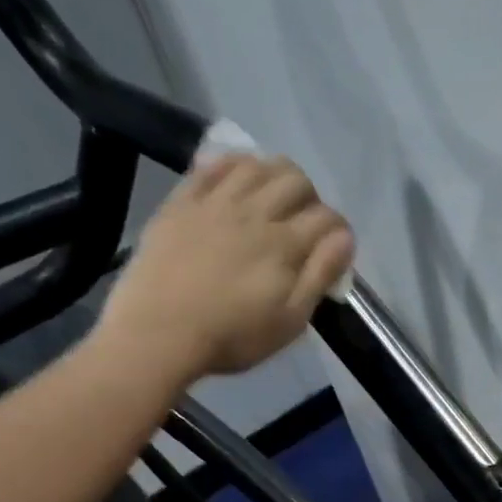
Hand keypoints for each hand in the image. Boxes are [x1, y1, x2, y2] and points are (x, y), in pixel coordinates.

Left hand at [98, 154, 354, 386]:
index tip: (334, 251)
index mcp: (285, 245)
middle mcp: (254, 212)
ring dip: (273, 176)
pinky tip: (236, 183)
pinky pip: (212, 166)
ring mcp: (214, 202)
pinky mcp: (181, 202)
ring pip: (256, 165)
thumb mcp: (290, 320)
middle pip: (295, 180)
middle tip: (303, 224)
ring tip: (271, 202)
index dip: (339, 232)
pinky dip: (232, 166)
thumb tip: (344, 238)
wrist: (157, 333)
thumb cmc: (232, 337)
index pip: (328, 218)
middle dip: (310, 198)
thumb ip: (320, 275)